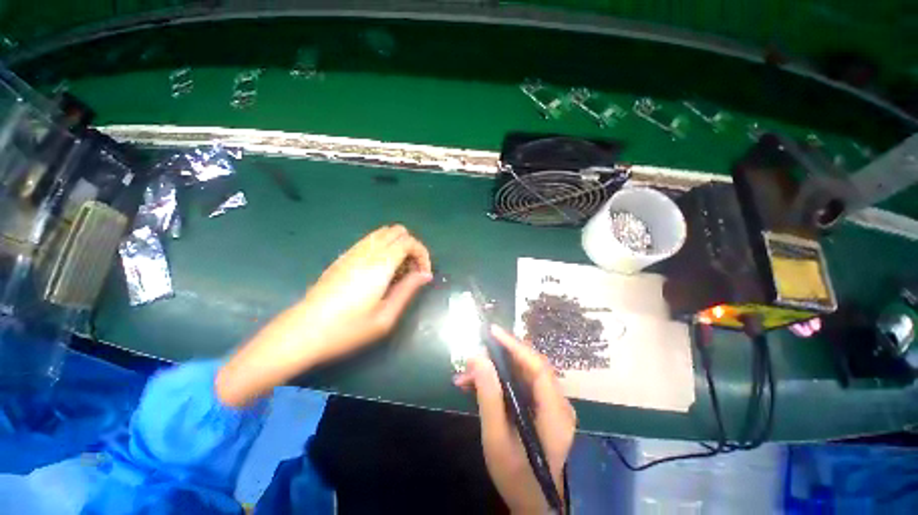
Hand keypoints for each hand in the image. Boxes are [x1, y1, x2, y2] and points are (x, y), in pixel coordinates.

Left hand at [295, 224, 432, 362]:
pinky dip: (383, 247)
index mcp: (380, 264)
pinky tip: (380, 270)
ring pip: (383, 233)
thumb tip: (425, 275)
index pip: (408, 242)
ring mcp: (352, 252)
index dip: (422, 254)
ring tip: (397, 271)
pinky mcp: (343, 257)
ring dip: (397, 246)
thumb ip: (408, 290)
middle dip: (412, 247)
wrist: (303, 331)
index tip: (423, 275)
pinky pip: (370, 240)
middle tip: (412, 271)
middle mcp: (367, 251)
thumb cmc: (348, 329)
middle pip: (397, 231)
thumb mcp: (385, 316)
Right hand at [454, 325, 575, 513]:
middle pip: (530, 366)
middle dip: (499, 357)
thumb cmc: (515, 476)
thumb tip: (477, 357)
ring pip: (522, 373)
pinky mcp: (542, 407)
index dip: (515, 345)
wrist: (531, 502)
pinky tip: (476, 386)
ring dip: (494, 370)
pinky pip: (520, 384)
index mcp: (555, 413)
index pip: (538, 366)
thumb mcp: (496, 438)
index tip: (492, 332)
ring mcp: (551, 404)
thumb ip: (488, 397)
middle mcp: (558, 403)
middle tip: (473, 355)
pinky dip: (498, 381)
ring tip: (467, 376)